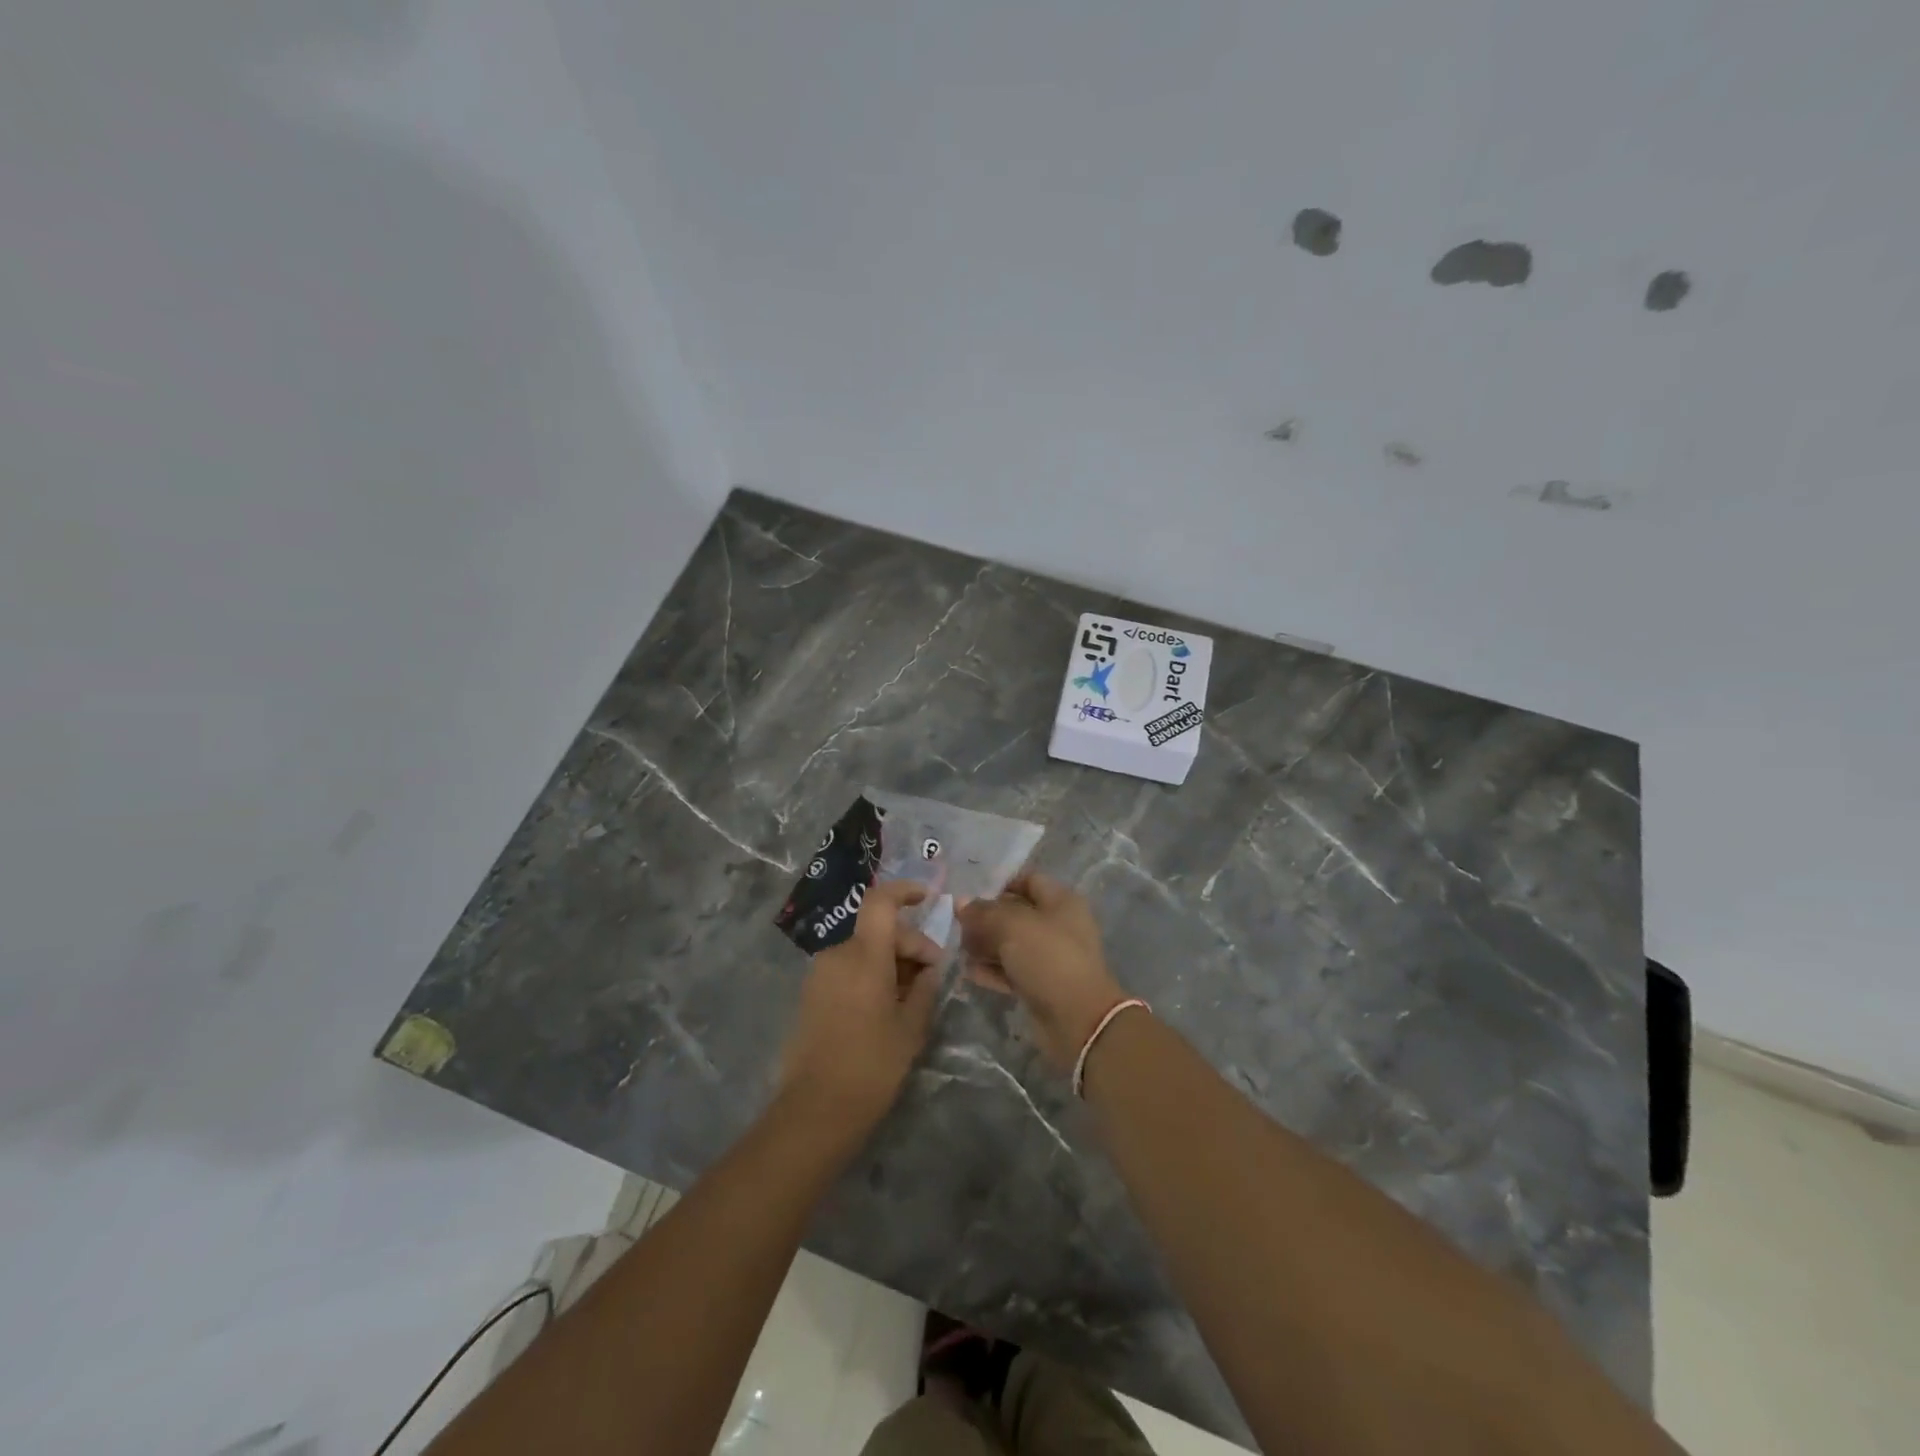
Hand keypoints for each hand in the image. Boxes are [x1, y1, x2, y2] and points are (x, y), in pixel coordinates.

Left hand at [779, 880, 943, 1128]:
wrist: (815, 1109)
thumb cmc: (871, 1066)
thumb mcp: (911, 1028)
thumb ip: (924, 988)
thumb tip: (929, 968)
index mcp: (864, 956)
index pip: (881, 902)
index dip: (905, 891)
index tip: (927, 897)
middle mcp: (838, 954)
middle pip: (878, 930)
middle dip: (909, 945)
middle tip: (931, 977)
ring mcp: (820, 973)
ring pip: (864, 950)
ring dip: (890, 962)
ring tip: (910, 997)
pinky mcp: (811, 993)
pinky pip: (848, 968)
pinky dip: (870, 974)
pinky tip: (885, 1006)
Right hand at [957, 872, 1125, 1070]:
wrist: (1078, 1020)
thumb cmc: (1048, 958)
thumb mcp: (1012, 926)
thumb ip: (984, 912)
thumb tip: (961, 903)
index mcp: (1061, 901)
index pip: (1028, 880)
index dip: (1000, 885)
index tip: (971, 897)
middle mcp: (1059, 925)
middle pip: (1017, 914)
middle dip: (987, 919)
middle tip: (958, 926)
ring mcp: (1051, 957)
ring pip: (1013, 944)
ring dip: (986, 946)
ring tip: (959, 949)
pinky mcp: (1042, 985)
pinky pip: (1013, 971)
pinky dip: (993, 970)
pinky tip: (969, 972)